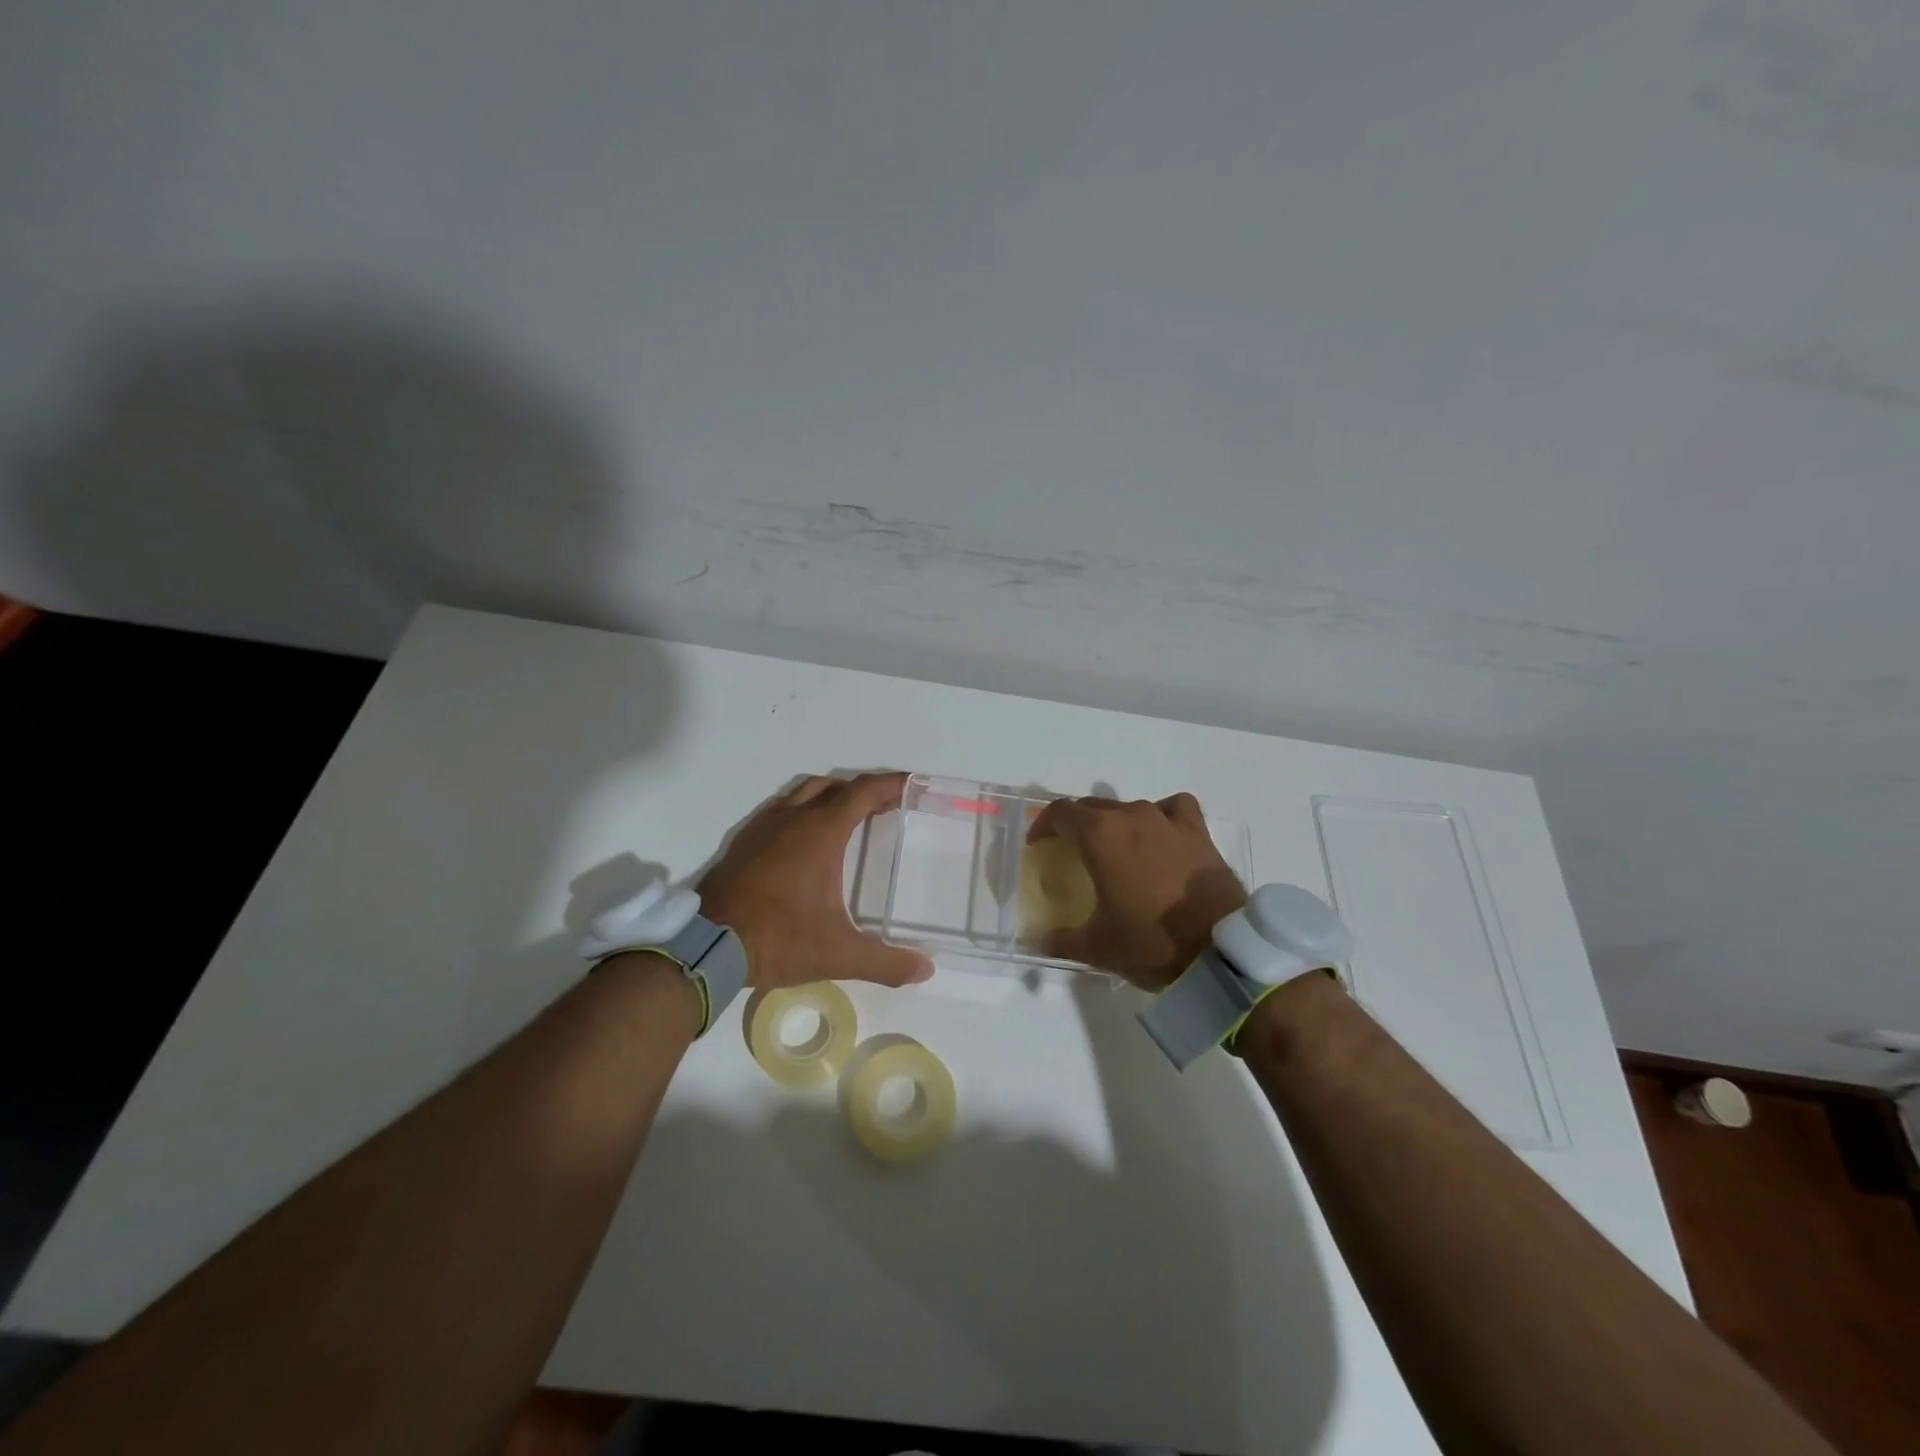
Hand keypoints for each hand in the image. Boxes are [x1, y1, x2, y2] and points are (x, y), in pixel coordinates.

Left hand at [698, 771, 932, 990]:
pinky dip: (801, 812)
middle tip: (885, 808)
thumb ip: (885, 962)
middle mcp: (792, 818)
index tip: (912, 785)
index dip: (891, 784)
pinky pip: (779, 810)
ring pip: (803, 793)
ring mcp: (763, 827)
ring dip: (830, 797)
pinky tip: (803, 842)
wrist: (706, 948)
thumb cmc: (779, 939)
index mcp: (821, 832)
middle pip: (834, 786)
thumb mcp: (838, 954)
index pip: (863, 791)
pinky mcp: (742, 842)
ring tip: (848, 820)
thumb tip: (926, 969)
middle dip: (863, 791)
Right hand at [1025, 792, 1246, 990]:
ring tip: (1116, 848)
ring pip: (1129, 807)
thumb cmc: (1151, 942)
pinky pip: (1174, 808)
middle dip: (1076, 824)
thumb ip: (1061, 940)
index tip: (1038, 844)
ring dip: (1115, 822)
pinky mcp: (1198, 832)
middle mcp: (1132, 817)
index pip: (1061, 812)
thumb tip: (1038, 941)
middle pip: (1092, 806)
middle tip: (1071, 849)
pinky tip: (1161, 833)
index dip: (1043, 825)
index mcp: (1100, 836)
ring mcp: (1168, 821)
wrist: (1220, 951)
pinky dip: (1162, 815)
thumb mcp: (1098, 947)